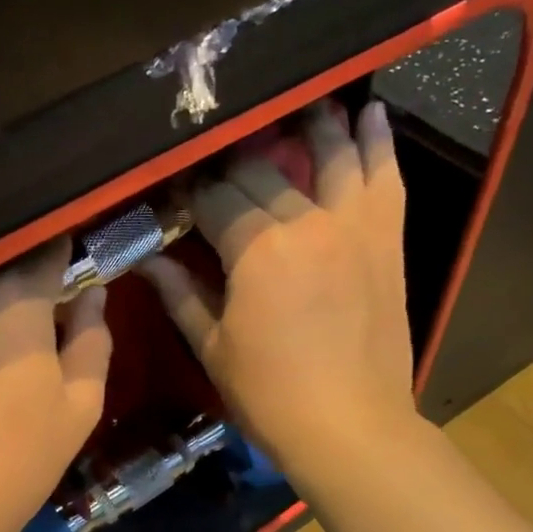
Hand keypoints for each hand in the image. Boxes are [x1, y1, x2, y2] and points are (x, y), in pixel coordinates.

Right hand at [139, 98, 419, 473]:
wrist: (350, 426)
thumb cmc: (269, 395)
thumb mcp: (212, 347)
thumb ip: (180, 294)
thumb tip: (146, 259)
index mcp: (256, 249)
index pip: (213, 197)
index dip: (189, 191)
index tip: (174, 192)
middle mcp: (305, 222)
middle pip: (262, 171)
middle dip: (233, 163)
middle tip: (217, 164)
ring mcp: (352, 226)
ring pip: (329, 155)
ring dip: (310, 126)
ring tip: (295, 105)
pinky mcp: (386, 240)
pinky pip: (385, 179)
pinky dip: (378, 144)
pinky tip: (369, 113)